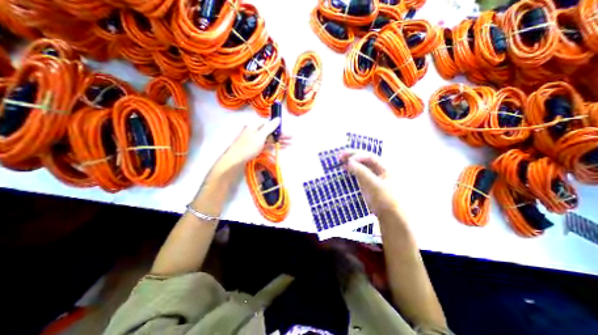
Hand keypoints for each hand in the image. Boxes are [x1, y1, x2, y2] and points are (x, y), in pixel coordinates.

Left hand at [213, 117, 292, 175]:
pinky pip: (266, 144)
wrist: (235, 160)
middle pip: (269, 131)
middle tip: (291, 138)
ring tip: (289, 143)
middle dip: (280, 135)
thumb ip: (270, 127)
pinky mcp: (255, 148)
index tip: (284, 130)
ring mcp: (254, 140)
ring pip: (269, 139)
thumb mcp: (260, 136)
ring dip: (278, 141)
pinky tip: (280, 147)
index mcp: (254, 126)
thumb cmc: (248, 146)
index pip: (267, 123)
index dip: (276, 126)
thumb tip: (278, 118)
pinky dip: (273, 145)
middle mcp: (254, 131)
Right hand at [341, 151, 395, 216]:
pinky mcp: (368, 183)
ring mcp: (373, 177)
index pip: (370, 157)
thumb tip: (349, 161)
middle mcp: (379, 170)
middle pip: (365, 159)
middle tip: (340, 155)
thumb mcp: (373, 184)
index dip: (358, 156)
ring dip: (351, 162)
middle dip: (353, 156)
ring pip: (361, 166)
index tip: (348, 160)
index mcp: (385, 168)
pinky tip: (345, 169)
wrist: (390, 217)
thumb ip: (361, 172)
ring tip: (340, 160)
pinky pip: (359, 173)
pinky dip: (352, 170)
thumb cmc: (385, 199)